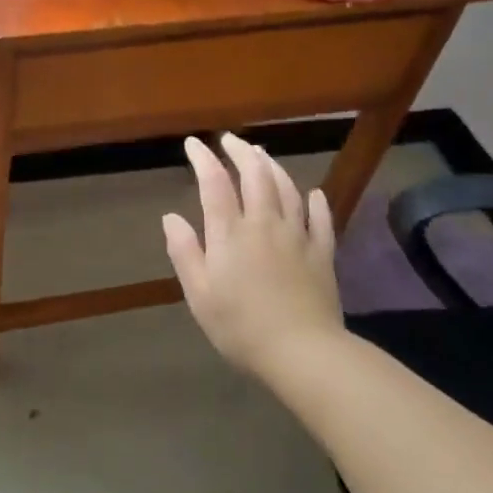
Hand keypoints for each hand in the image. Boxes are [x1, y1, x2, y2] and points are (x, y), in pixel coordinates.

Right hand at [162, 134, 342, 379]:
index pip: (214, 183)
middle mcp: (264, 224)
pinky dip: (316, 202)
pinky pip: (321, 220)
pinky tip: (313, 193)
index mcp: (230, 233)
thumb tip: (170, 217)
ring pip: (287, 190)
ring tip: (262, 155)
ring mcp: (297, 237)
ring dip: (273, 167)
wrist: (303, 352)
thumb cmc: (241, 326)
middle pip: (255, 176)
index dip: (203, 158)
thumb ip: (185, 252)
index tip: (193, 143)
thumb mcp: (199, 294)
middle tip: (230, 140)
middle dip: (241, 152)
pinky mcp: (322, 255)